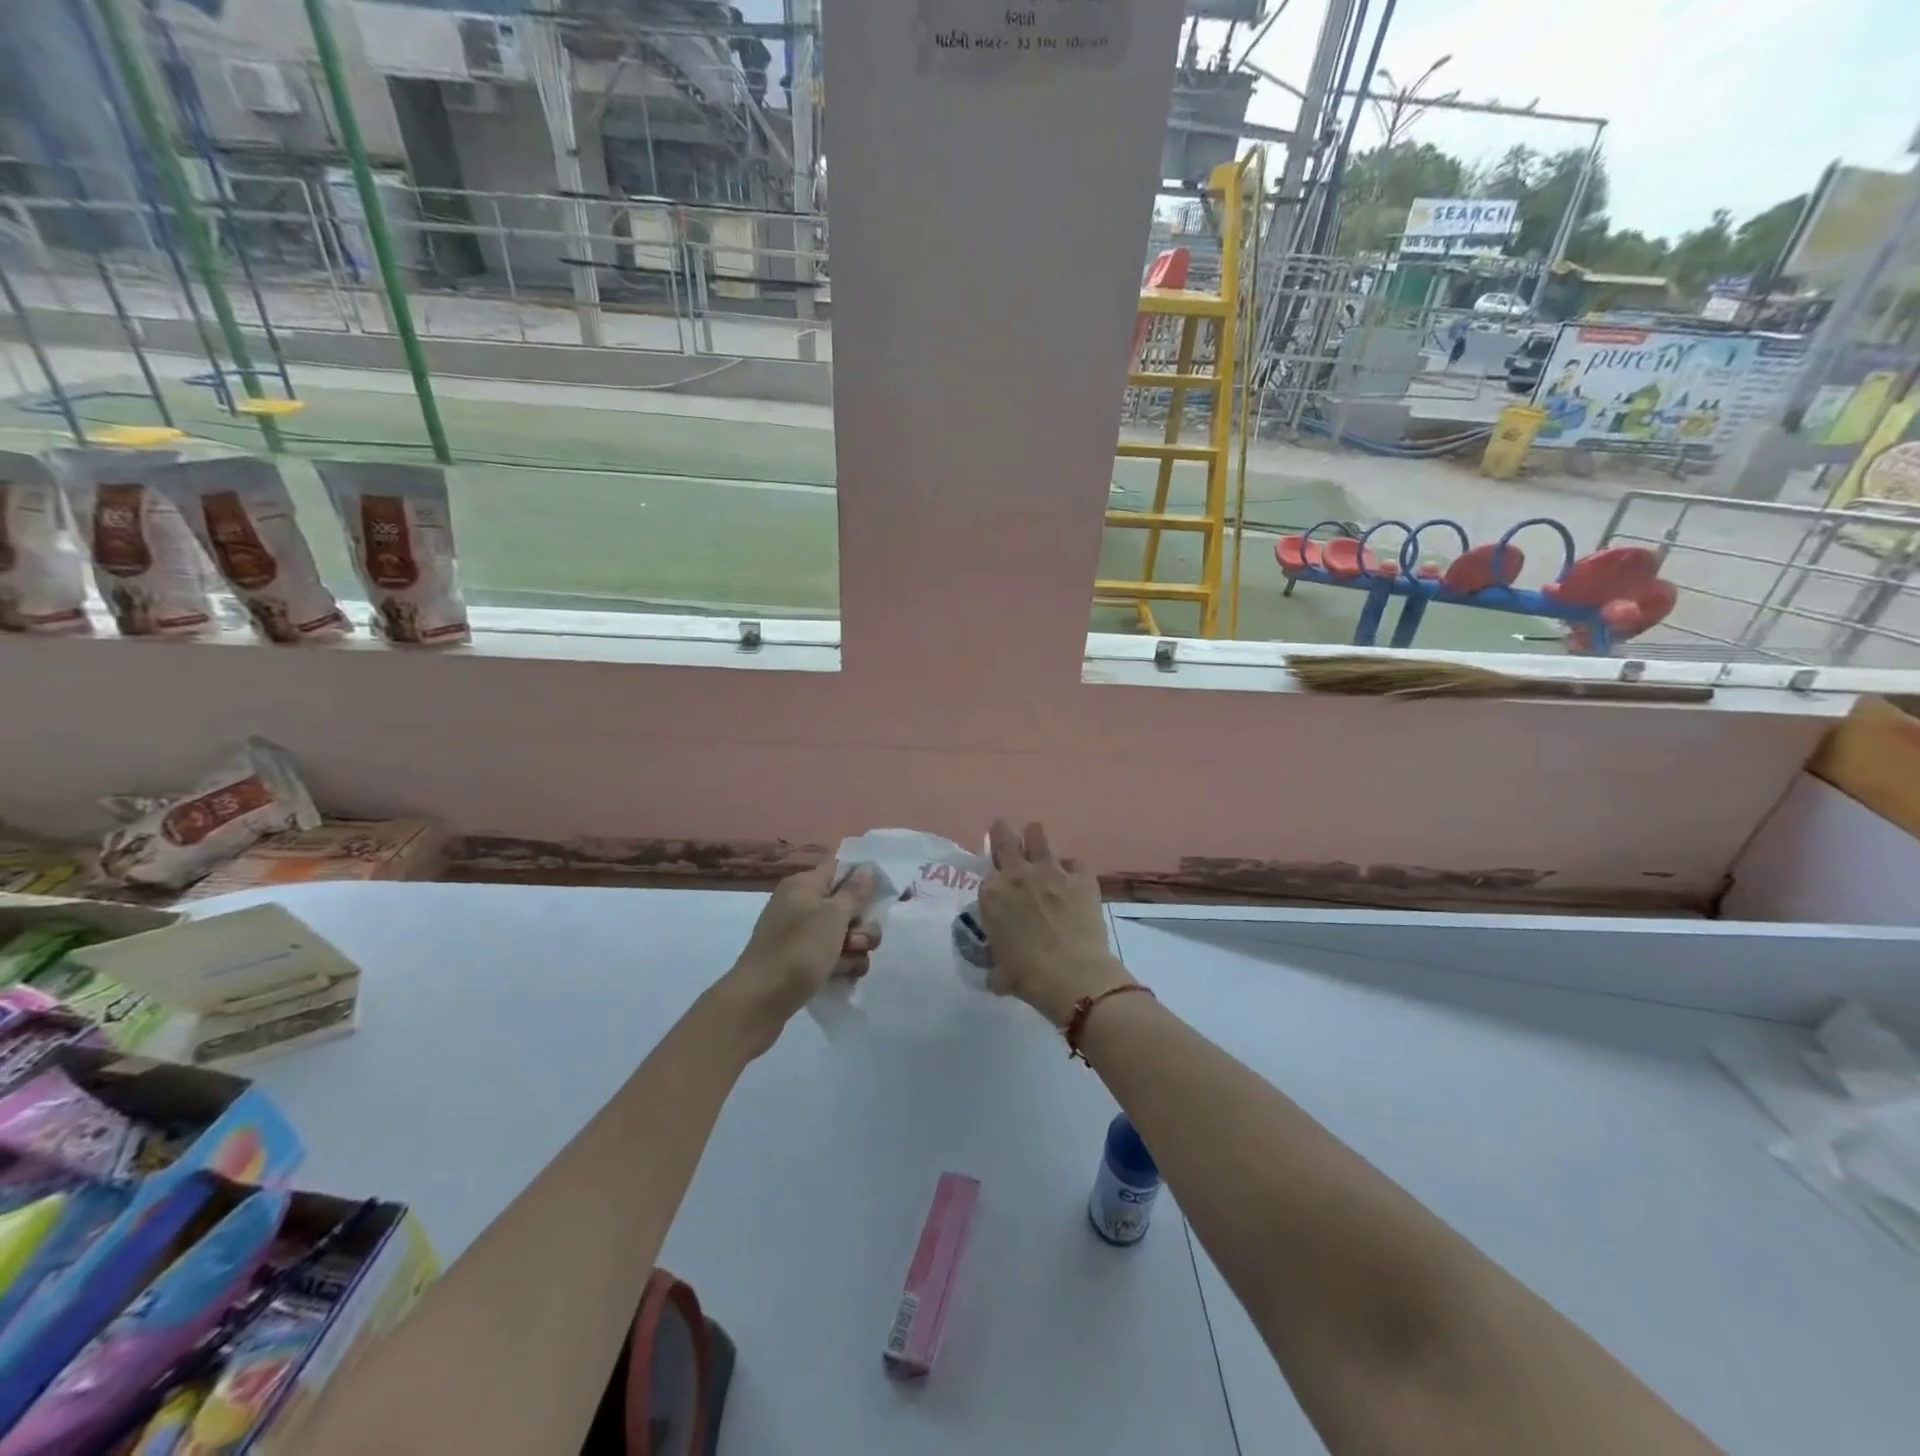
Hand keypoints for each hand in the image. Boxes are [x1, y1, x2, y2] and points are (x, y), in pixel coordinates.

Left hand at [721, 862, 881, 1054]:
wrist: (760, 1001)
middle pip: (847, 906)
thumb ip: (855, 891)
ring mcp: (801, 936)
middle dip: (862, 925)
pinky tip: (841, 977)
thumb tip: (866, 867)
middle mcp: (801, 905)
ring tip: (845, 965)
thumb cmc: (799, 949)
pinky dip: (842, 965)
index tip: (881, 897)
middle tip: (856, 941)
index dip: (863, 880)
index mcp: (804, 885)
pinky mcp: (802, 962)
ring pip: (844, 935)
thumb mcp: (833, 915)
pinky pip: (833, 957)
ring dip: (855, 949)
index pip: (841, 869)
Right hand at [980, 819, 1132, 1025]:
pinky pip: (1075, 863)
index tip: (996, 879)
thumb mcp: (1000, 973)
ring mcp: (1051, 872)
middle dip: (1002, 832)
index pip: (987, 875)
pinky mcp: (1081, 878)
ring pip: (1038, 837)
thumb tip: (996, 975)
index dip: (992, 876)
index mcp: (992, 895)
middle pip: (1005, 839)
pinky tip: (1074, 877)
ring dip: (1034, 837)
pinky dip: (1072, 868)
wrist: (1073, 976)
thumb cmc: (1028, 977)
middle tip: (1002, 828)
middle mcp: (1018, 874)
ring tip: (1035, 837)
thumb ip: (996, 966)